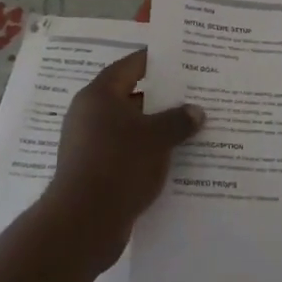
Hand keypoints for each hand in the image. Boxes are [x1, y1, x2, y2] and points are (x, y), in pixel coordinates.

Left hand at [47, 49, 203, 269]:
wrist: (84, 222)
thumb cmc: (119, 165)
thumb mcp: (156, 138)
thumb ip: (178, 120)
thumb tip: (197, 111)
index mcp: (99, 95)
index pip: (131, 66)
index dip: (156, 61)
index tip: (182, 59)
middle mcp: (89, 114)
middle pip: (131, 97)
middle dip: (162, 98)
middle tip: (194, 94)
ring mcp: (89, 144)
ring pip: (130, 127)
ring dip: (156, 127)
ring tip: (190, 127)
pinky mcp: (94, 170)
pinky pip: (126, 151)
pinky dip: (147, 151)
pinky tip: (173, 158)